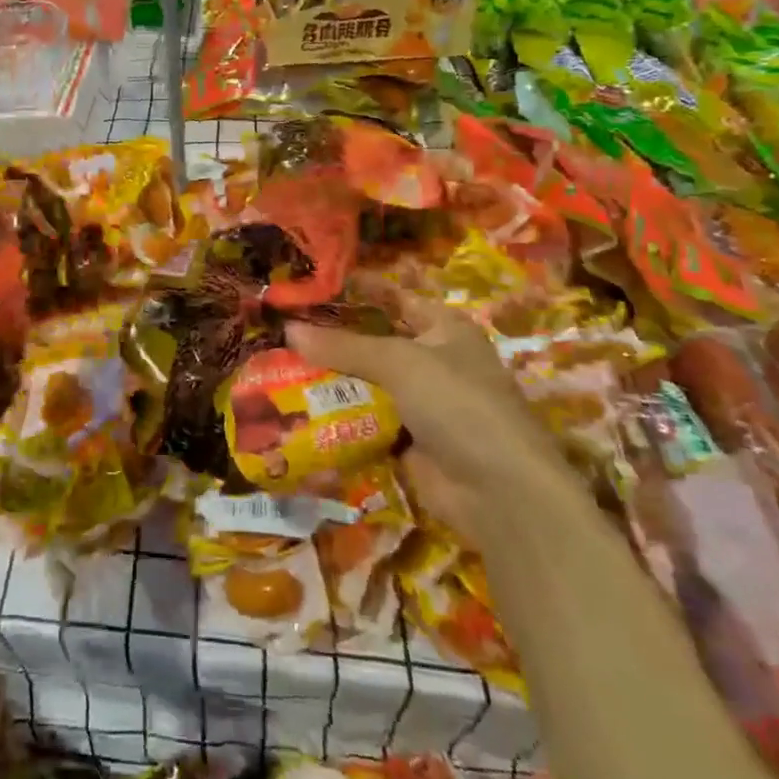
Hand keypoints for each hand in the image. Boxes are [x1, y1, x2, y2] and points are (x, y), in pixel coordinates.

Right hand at [286, 297, 574, 538]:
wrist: (499, 492)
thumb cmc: (457, 404)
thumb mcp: (399, 362)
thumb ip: (343, 346)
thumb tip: (288, 329)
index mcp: (444, 329)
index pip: (393, 298)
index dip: (356, 290)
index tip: (309, 285)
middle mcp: (433, 361)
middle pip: (373, 342)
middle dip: (332, 339)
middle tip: (281, 330)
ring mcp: (421, 404)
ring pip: (366, 383)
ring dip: (330, 380)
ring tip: (279, 366)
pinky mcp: (408, 441)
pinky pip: (365, 421)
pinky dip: (338, 417)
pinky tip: (299, 409)